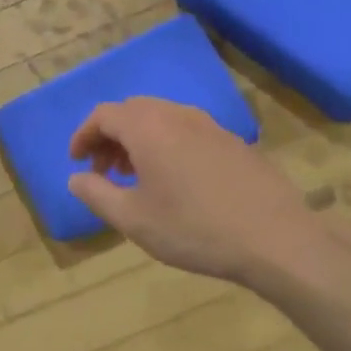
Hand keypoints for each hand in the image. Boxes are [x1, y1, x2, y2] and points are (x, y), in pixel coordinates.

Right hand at [67, 98, 313, 283]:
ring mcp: (211, 126)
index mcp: (148, 128)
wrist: (275, 239)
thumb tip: (76, 178)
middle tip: (103, 170)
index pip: (104, 115)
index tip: (77, 161)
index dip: (83, 135)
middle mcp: (178, 115)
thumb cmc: (193, 229)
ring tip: (136, 177)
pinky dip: (167, 145)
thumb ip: (97, 194)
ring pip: (162, 119)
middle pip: (133, 111)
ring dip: (139, 140)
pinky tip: (175, 182)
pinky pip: (188, 132)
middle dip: (111, 137)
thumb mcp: (133, 219)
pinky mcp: (234, 142)